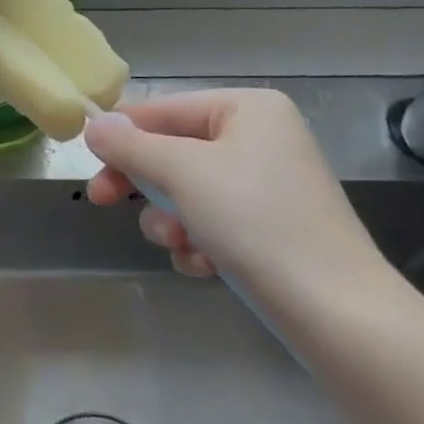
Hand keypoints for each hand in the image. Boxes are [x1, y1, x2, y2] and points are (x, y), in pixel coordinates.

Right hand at [83, 90, 394, 310]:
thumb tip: (93, 124)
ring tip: (179, 244)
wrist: (338, 314)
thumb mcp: (182, 173)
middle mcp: (261, 139)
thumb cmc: (256, 222)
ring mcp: (269, 186)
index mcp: (248, 110)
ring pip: (190, 191)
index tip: (86, 157)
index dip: (123, 132)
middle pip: (175, 151)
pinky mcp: (273, 230)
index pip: (166, 109)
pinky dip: (200, 242)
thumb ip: (131, 145)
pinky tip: (204, 265)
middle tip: (102, 199)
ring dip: (171, 219)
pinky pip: (215, 222)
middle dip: (145, 183)